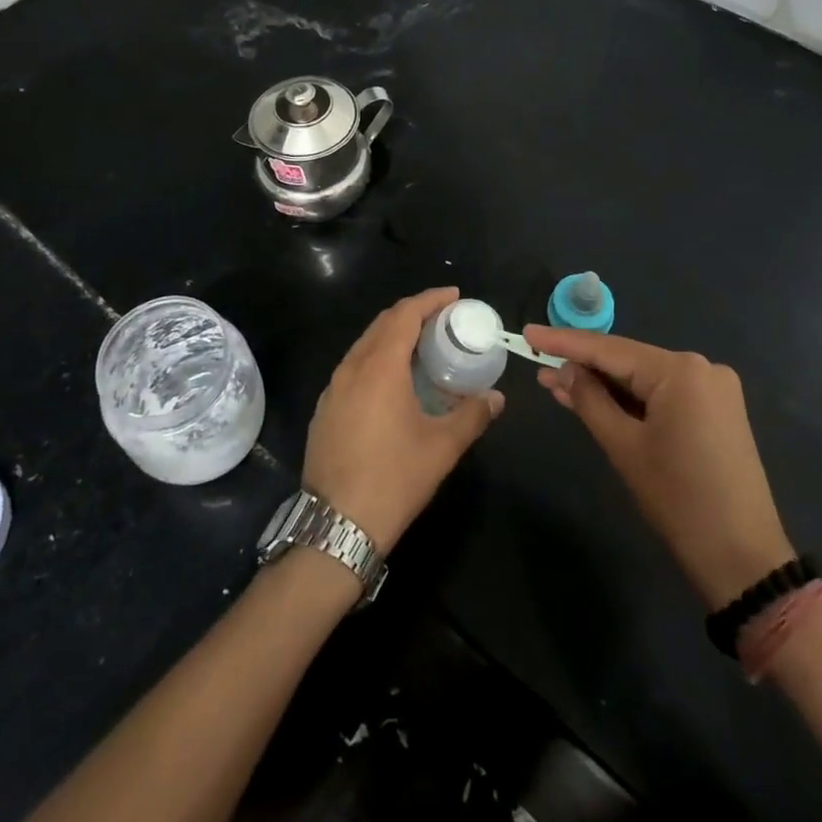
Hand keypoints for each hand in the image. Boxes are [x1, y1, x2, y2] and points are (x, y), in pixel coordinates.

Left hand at [303, 288, 504, 551]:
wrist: (336, 525)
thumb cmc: (394, 478)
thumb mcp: (442, 447)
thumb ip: (473, 415)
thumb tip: (496, 398)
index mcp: (380, 366)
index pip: (405, 314)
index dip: (430, 299)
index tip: (454, 296)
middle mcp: (352, 367)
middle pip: (382, 324)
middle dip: (412, 313)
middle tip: (442, 319)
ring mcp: (332, 388)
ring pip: (364, 345)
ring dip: (392, 336)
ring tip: (420, 347)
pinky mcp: (324, 409)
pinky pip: (352, 368)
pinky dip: (375, 359)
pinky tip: (391, 382)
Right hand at [526, 325, 794, 607]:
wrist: (744, 560)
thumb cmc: (679, 501)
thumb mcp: (624, 447)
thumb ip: (589, 400)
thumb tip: (563, 370)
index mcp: (681, 370)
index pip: (609, 349)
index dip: (564, 342)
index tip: (528, 333)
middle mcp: (702, 367)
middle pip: (629, 361)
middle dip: (584, 367)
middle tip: (538, 366)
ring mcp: (714, 389)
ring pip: (645, 378)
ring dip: (605, 385)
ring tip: (558, 385)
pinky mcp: (718, 410)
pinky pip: (664, 394)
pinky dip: (632, 399)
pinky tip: (598, 401)